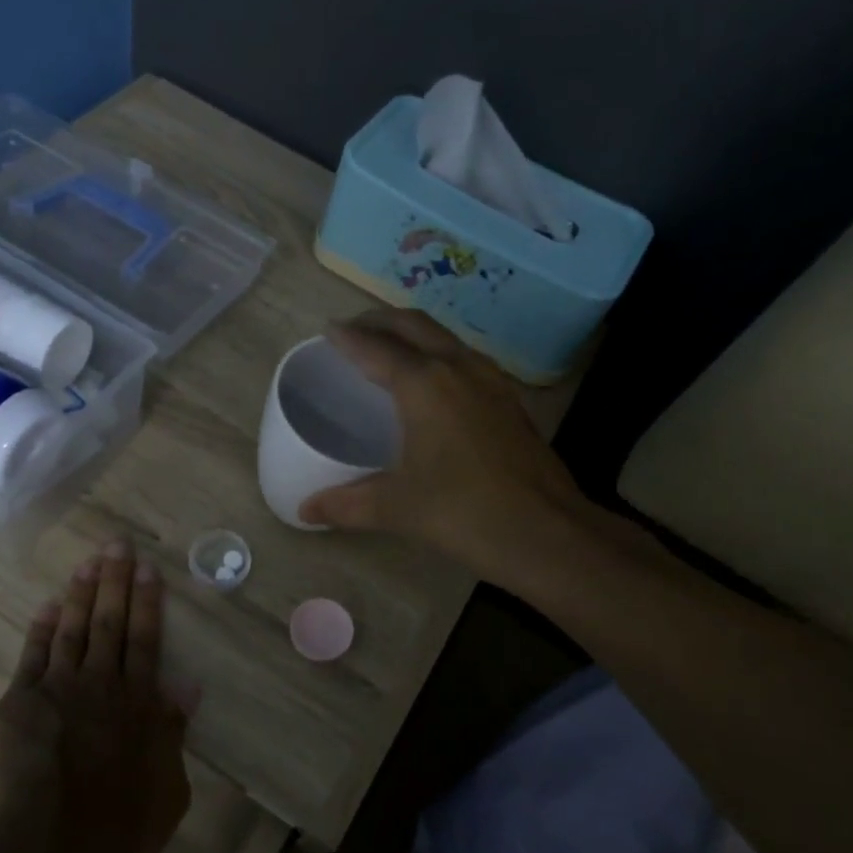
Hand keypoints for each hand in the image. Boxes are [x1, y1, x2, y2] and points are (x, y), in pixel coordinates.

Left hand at [0, 539, 191, 852]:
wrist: (56, 847)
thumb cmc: (123, 827)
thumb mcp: (168, 788)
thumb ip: (173, 733)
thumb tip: (188, 687)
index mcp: (139, 704)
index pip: (145, 640)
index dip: (147, 602)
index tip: (148, 568)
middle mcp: (101, 685)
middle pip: (110, 623)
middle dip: (114, 581)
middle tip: (116, 544)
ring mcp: (57, 690)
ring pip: (72, 630)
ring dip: (80, 594)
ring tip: (87, 563)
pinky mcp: (18, 705)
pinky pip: (32, 656)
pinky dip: (40, 630)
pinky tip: (47, 607)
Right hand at [297, 310, 579, 578]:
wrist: (546, 531)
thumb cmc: (463, 512)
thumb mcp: (396, 508)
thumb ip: (346, 504)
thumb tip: (306, 510)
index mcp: (424, 384)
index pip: (376, 347)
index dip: (348, 337)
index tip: (328, 330)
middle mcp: (458, 368)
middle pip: (414, 325)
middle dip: (379, 321)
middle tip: (353, 331)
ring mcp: (491, 381)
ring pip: (445, 337)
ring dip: (413, 333)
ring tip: (390, 349)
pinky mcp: (509, 400)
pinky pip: (465, 359)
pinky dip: (438, 354)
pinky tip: (434, 385)